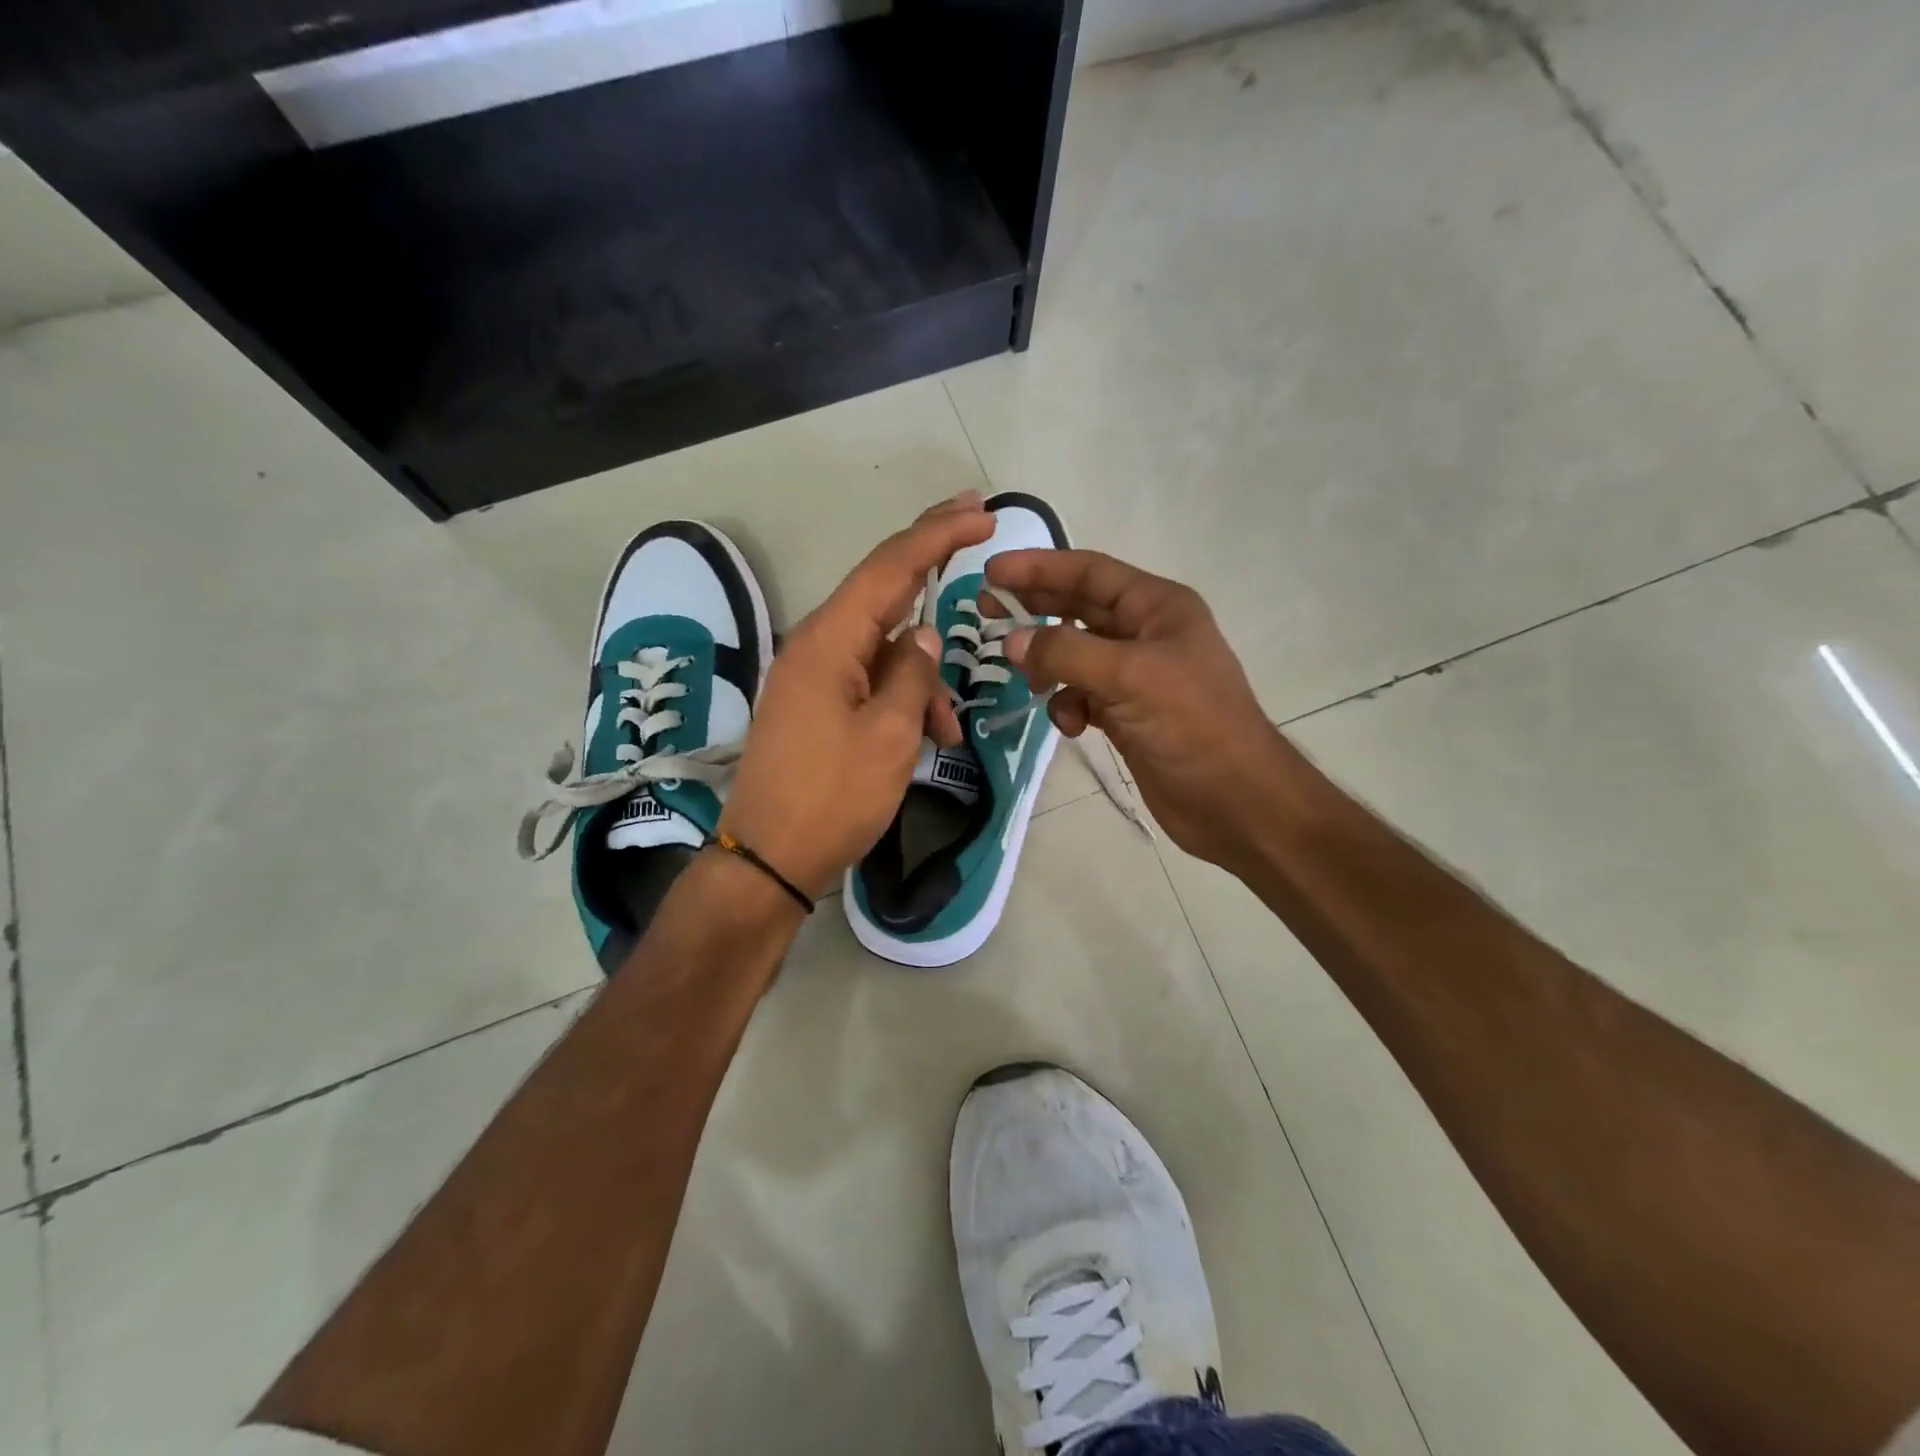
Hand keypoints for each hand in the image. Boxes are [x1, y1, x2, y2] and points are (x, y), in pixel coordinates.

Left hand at [717, 493, 994, 897]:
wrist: (768, 861)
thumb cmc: (832, 798)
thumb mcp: (890, 736)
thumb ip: (912, 675)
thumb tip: (922, 635)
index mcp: (829, 641)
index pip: (890, 567)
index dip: (937, 534)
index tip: (981, 512)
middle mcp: (815, 646)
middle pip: (882, 590)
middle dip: (930, 562)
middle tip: (975, 527)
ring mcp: (812, 677)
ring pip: (882, 649)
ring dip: (923, 676)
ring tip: (949, 730)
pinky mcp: (815, 707)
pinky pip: (868, 682)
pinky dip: (902, 699)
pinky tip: (926, 738)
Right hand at [986, 549, 1303, 874]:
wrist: (1234, 800)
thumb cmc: (1191, 725)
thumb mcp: (1128, 677)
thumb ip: (1065, 652)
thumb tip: (1012, 641)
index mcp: (1156, 607)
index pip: (1088, 571)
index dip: (1038, 568)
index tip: (991, 572)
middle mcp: (1145, 633)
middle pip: (1077, 609)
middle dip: (1034, 609)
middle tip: (984, 612)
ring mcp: (1137, 676)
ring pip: (1075, 656)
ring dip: (1049, 666)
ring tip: (1028, 680)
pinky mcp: (1128, 714)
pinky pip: (1083, 696)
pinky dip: (1068, 706)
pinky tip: (1073, 725)